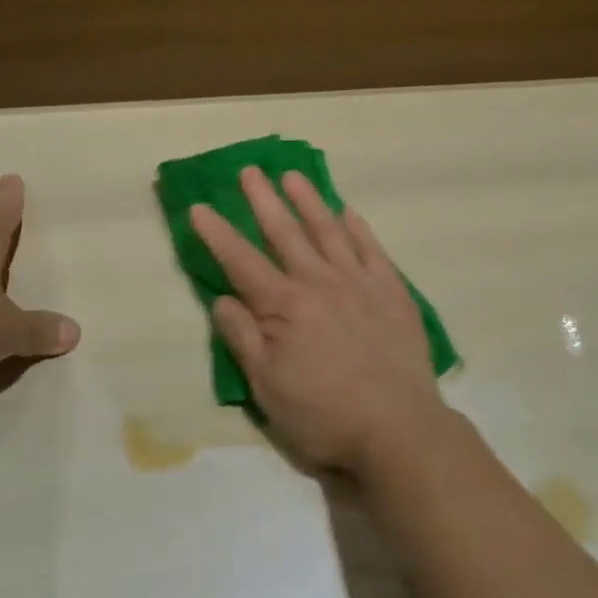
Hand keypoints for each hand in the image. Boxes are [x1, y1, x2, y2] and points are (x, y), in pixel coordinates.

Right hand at [192, 167, 445, 473]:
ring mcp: (358, 281)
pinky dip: (356, 226)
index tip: (199, 207)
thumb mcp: (267, 388)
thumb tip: (222, 299)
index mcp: (284, 307)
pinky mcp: (391, 289)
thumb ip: (243, 339)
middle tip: (249, 171)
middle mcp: (319, 282)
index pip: (241, 262)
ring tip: (292, 176)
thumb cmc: (325, 414)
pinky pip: (370, 247)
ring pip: (328, 230)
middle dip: (263, 200)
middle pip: (285, 233)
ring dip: (308, 201)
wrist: (398, 426)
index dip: (217, 234)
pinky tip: (346, 211)